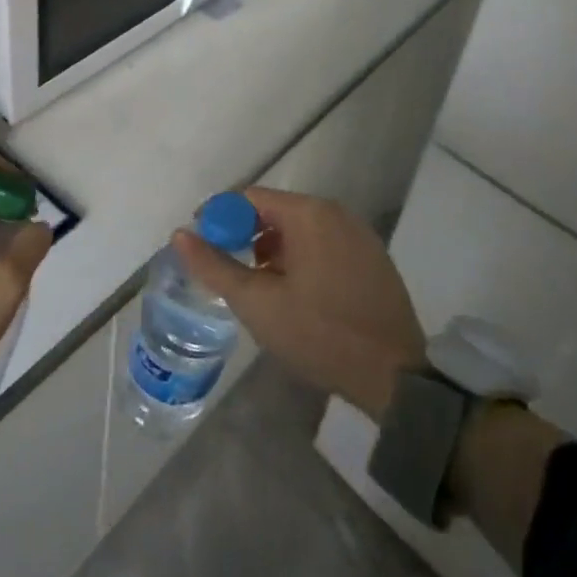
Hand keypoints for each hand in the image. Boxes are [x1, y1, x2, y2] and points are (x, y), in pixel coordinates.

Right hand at [173, 187, 423, 421]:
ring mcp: (359, 234)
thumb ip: (214, 265)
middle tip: (230, 274)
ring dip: (273, 252)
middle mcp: (336, 212)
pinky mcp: (373, 258)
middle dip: (247, 238)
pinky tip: (296, 296)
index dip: (220, 218)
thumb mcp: (257, 303)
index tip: (203, 247)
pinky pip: (324, 245)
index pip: (249, 198)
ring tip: (261, 291)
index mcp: (309, 213)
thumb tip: (179, 234)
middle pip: (275, 212)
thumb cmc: (320, 334)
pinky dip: (301, 260)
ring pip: (300, 230)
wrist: (396, 378)